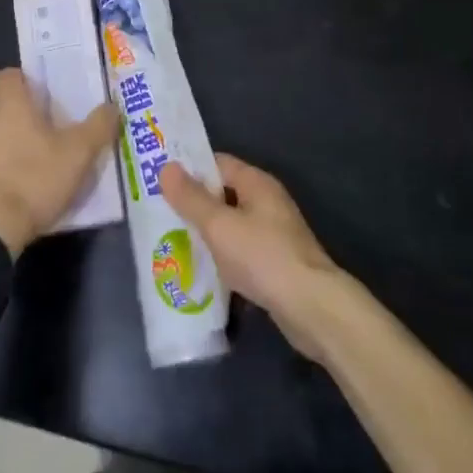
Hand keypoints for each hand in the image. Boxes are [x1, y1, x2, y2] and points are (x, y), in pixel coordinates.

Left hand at [0, 68, 119, 257]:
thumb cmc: (35, 181)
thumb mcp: (79, 155)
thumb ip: (98, 126)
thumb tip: (113, 106)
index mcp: (10, 106)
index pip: (8, 75)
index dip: (21, 82)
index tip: (36, 97)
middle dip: (5, 115)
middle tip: (29, 135)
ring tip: (13, 168)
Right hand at [161, 154, 341, 358]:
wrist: (311, 307)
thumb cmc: (262, 256)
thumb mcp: (219, 225)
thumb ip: (191, 198)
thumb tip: (166, 167)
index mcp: (256, 182)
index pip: (217, 164)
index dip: (190, 170)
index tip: (161, 183)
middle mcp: (267, 202)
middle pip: (224, 195)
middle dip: (195, 206)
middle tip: (161, 217)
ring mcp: (274, 234)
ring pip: (232, 226)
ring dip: (208, 236)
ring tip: (174, 246)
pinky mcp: (277, 264)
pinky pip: (242, 253)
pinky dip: (224, 259)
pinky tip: (204, 275)